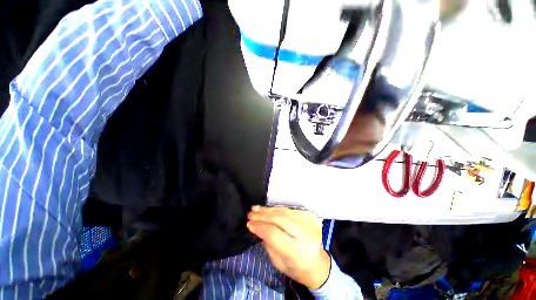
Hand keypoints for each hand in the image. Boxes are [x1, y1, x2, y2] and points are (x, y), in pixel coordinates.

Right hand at [247, 206, 330, 288]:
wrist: (318, 265)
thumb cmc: (296, 268)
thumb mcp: (278, 262)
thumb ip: (268, 243)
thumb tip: (257, 226)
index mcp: (297, 251)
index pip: (274, 234)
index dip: (260, 227)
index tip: (249, 224)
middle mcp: (305, 235)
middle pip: (280, 219)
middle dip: (263, 215)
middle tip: (250, 214)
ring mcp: (309, 224)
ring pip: (284, 211)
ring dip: (268, 210)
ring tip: (256, 209)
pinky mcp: (309, 217)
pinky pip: (290, 210)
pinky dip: (277, 209)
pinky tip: (268, 209)